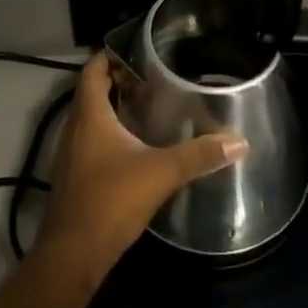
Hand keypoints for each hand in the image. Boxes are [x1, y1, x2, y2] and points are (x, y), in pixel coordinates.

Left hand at [35, 52, 247, 282]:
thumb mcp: (160, 173)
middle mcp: (74, 127)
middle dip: (117, 80)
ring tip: (147, 107)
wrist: (72, 256)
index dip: (111, 55)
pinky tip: (133, 147)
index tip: (139, 51)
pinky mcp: (73, 176)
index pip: (93, 68)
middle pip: (91, 90)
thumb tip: (238, 142)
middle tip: (152, 78)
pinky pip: (89, 140)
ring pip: (89, 117)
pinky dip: (107, 133)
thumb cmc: (110, 201)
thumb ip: (198, 155)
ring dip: (112, 108)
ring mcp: (69, 153)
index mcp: (89, 114)